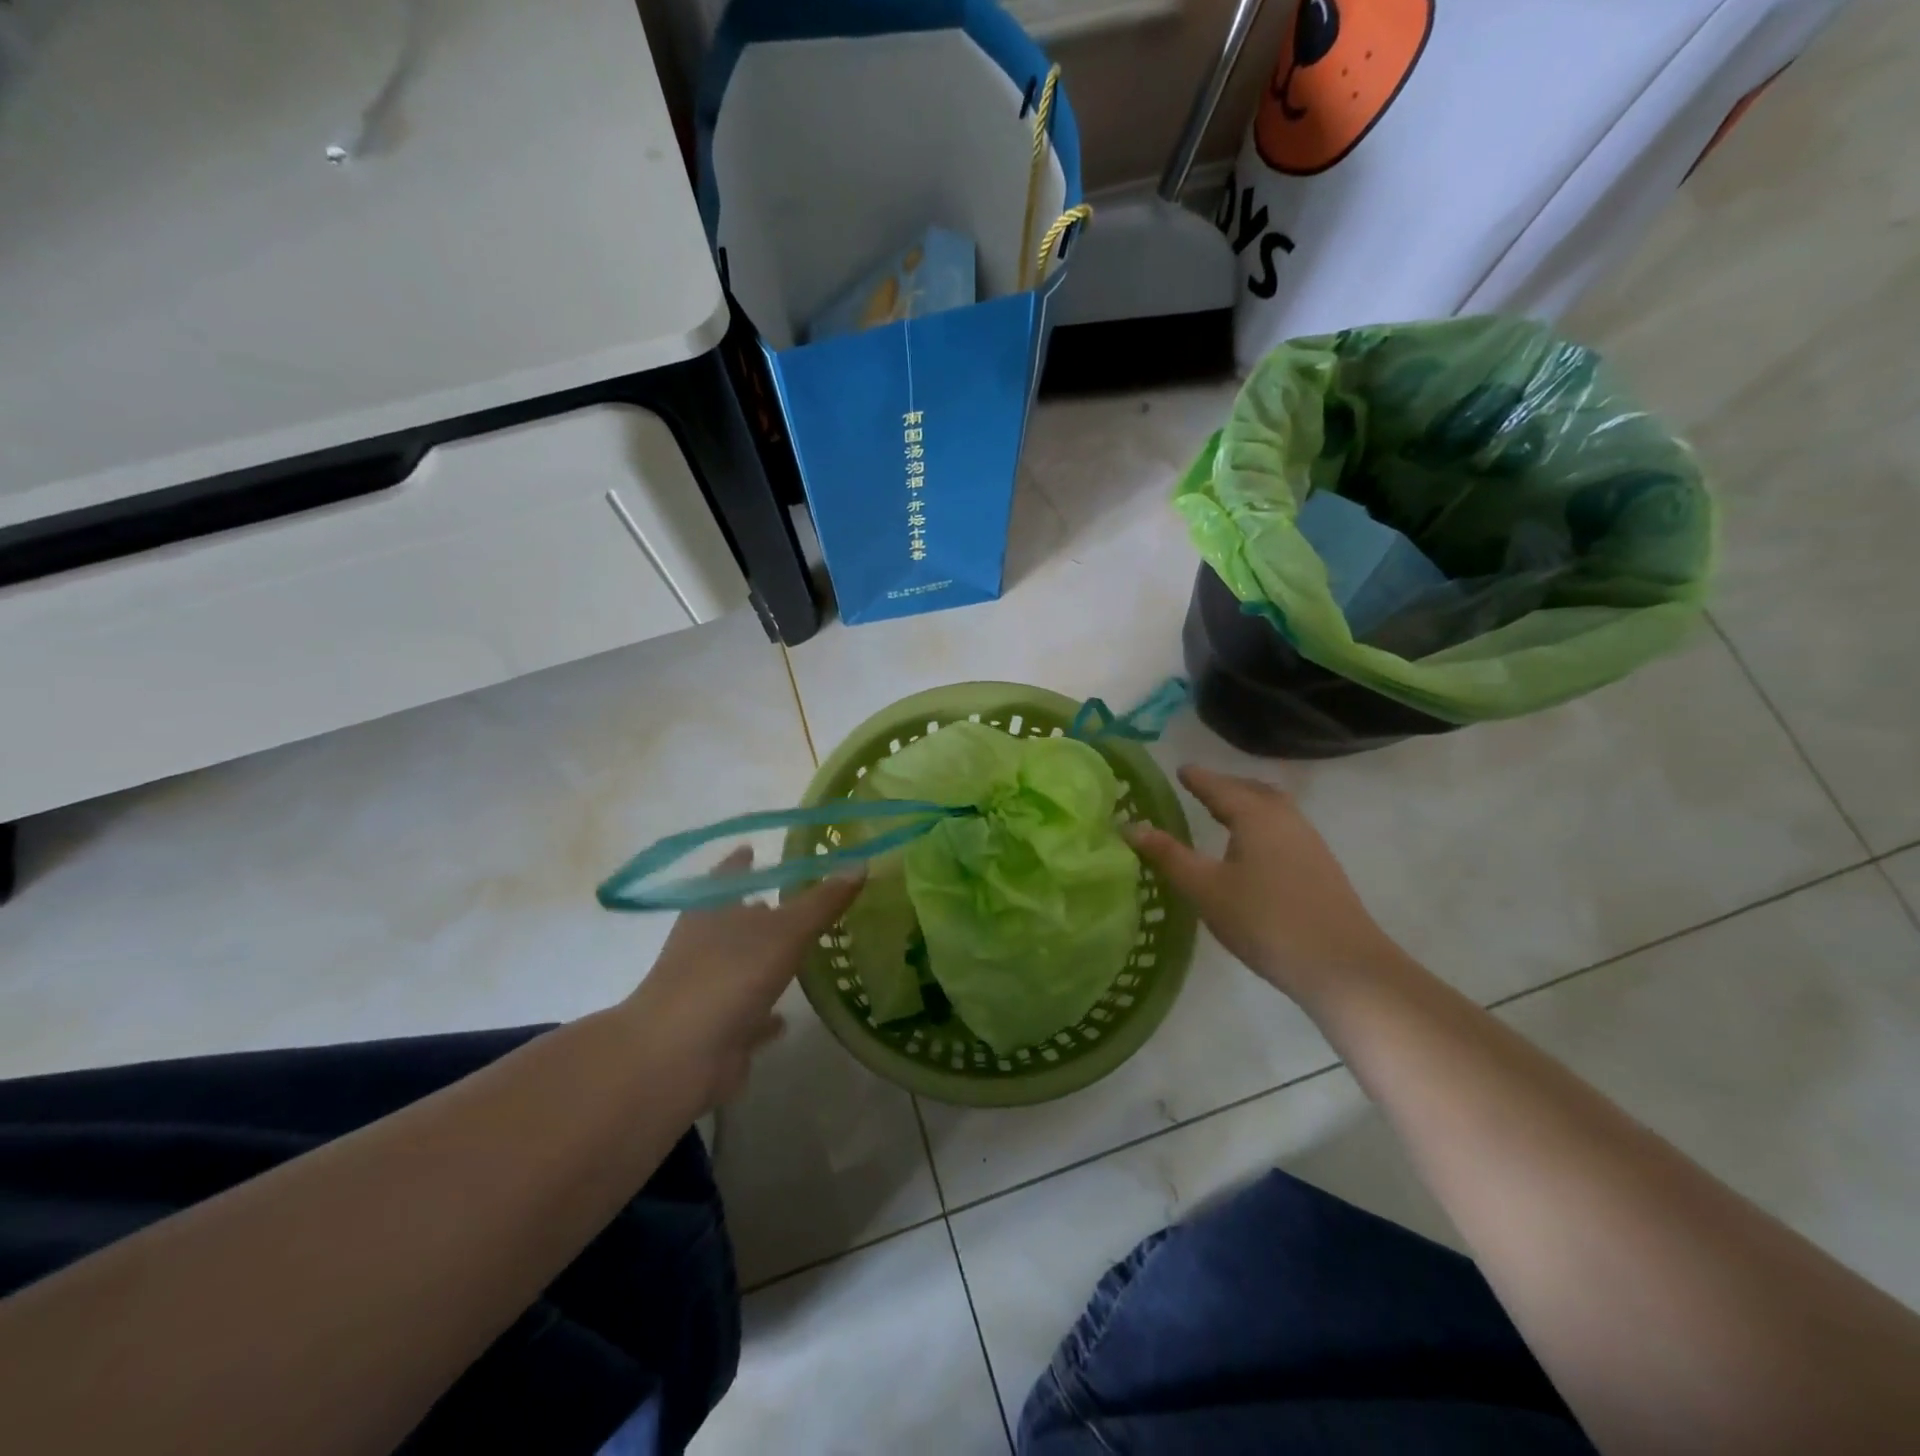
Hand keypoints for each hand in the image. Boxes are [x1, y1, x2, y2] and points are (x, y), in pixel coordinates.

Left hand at [619, 848, 864, 1110]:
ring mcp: (705, 990)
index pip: (728, 875)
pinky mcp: (714, 1030)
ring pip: (740, 967)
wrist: (679, 1057)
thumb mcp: (785, 931)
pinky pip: (745, 1015)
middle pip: (734, 921)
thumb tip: (860, 863)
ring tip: (798, 953)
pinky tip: (785, 1018)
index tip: (755, 848)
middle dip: (760, 912)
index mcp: (712, 911)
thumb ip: (822, 901)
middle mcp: (703, 946)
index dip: (742, 862)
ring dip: (763, 962)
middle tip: (797, 902)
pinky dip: (764, 1014)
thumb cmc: (729, 976)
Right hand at [1126, 765, 1409, 1005]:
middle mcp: (1285, 818)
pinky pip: (1284, 828)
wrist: (1342, 965)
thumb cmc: (1264, 920)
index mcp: (1255, 815)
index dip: (1197, 778)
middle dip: (1225, 786)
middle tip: (1200, 789)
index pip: (1219, 787)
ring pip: (1273, 809)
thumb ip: (1168, 856)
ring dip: (1247, 804)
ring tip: (1223, 815)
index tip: (1180, 769)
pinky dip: (1261, 824)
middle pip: (1252, 791)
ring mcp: (1309, 842)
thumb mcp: (1205, 889)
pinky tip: (1253, 849)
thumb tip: (1131, 826)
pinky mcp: (1321, 866)